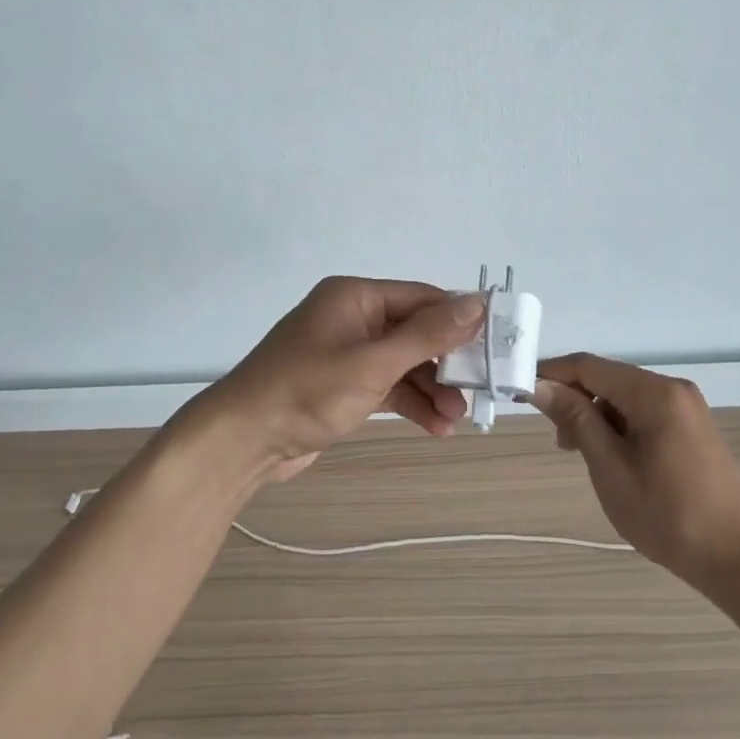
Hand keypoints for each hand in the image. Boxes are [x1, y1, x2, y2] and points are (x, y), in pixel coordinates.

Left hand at [179, 277, 486, 483]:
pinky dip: (410, 403)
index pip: (422, 298)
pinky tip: (435, 427)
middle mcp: (353, 318)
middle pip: (416, 332)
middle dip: (446, 363)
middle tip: (479, 389)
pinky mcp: (343, 386)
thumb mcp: (372, 362)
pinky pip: (388, 386)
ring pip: (404, 364)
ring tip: (457, 418)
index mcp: (356, 297)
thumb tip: (477, 302)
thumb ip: (427, 334)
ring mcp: (347, 353)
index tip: (496, 344)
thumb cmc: (307, 391)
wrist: (243, 441)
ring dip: (432, 389)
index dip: (460, 319)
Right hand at [530, 354, 739, 584]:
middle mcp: (672, 388)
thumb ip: (575, 420)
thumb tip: (540, 386)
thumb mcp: (610, 468)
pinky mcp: (691, 425)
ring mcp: (686, 406)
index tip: (521, 394)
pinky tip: (612, 456)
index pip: (589, 366)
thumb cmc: (666, 515)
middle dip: (575, 400)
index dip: (552, 374)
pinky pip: (642, 410)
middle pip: (607, 378)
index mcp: (654, 393)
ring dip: (595, 416)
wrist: (734, 558)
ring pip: (623, 396)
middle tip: (560, 442)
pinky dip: (618, 425)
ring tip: (584, 456)